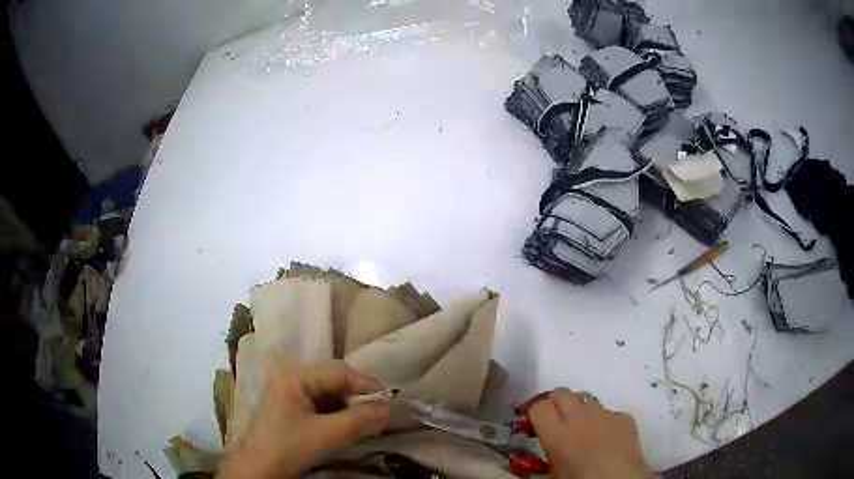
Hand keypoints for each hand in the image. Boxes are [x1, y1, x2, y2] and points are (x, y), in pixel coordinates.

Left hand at [218, 361, 389, 478]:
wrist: (259, 469)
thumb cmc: (287, 447)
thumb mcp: (325, 435)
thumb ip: (359, 420)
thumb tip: (389, 408)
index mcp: (295, 377)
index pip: (339, 372)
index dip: (366, 385)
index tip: (390, 400)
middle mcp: (293, 378)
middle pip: (335, 380)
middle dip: (359, 396)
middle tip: (381, 411)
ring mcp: (292, 393)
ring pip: (330, 393)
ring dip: (351, 405)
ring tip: (369, 419)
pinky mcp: (294, 408)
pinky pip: (323, 405)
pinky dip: (340, 413)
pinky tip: (350, 425)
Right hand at [528, 389, 651, 478]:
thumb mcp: (550, 478)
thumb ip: (533, 467)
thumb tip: (516, 466)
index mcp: (558, 435)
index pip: (539, 407)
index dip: (533, 413)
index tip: (532, 424)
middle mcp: (581, 418)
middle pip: (561, 394)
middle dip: (553, 403)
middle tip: (551, 420)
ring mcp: (606, 415)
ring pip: (585, 398)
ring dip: (576, 408)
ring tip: (577, 427)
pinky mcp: (625, 418)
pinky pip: (608, 412)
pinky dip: (601, 420)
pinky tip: (602, 436)